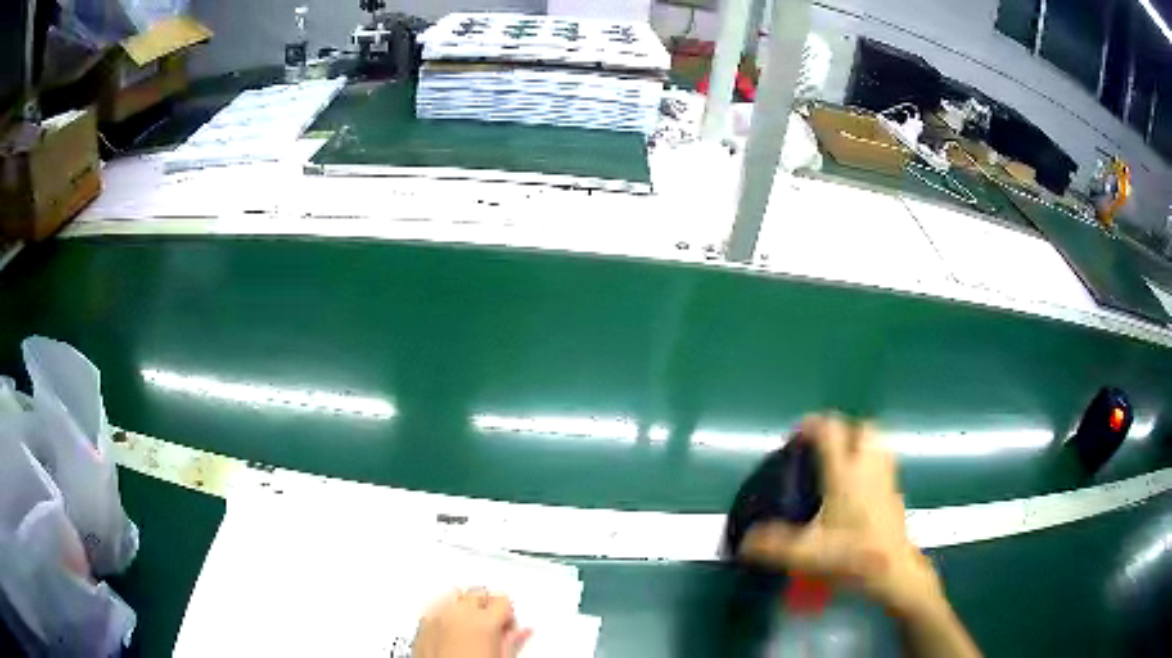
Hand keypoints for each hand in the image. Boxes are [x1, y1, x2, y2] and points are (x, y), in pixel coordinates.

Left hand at [412, 589, 531, 657]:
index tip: (507, 626)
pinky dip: (445, 614)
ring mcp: (437, 616)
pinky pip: (436, 608)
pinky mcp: (422, 624)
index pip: (502, 599)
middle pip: (477, 593)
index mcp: (483, 621)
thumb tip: (521, 632)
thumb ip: (511, 640)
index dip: (508, 613)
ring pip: (454, 596)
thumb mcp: (501, 657)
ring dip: (463, 606)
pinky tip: (451, 629)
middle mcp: (458, 613)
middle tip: (491, 626)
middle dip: (486, 606)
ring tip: (470, 626)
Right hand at [740, 414, 943, 616]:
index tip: (797, 436)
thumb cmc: (851, 555)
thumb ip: (772, 546)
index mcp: (845, 474)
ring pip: (879, 444)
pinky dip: (870, 466)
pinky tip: (857, 490)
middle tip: (824, 449)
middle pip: (864, 428)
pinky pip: (883, 465)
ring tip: (841, 464)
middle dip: (844, 430)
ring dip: (861, 445)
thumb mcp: (805, 553)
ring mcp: (886, 478)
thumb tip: (744, 542)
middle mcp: (868, 468)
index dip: (812, 425)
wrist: (892, 570)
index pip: (832, 431)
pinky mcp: (895, 493)